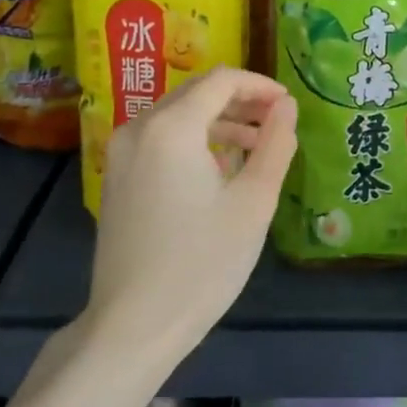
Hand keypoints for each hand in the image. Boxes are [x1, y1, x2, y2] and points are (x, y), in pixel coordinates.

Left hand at [88, 68, 298, 361]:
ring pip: (177, 115)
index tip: (288, 104)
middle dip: (241, 101)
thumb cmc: (202, 262)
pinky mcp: (117, 177)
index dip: (259, 85)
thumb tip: (286, 106)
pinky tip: (221, 166)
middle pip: (196, 93)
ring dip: (219, 120)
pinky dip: (194, 140)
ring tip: (258, 144)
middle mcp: (139, 128)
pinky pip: (160, 139)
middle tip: (278, 121)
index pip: (221, 81)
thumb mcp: (253, 202)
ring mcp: (121, 153)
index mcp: (171, 127)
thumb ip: (275, 144)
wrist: (133, 325)